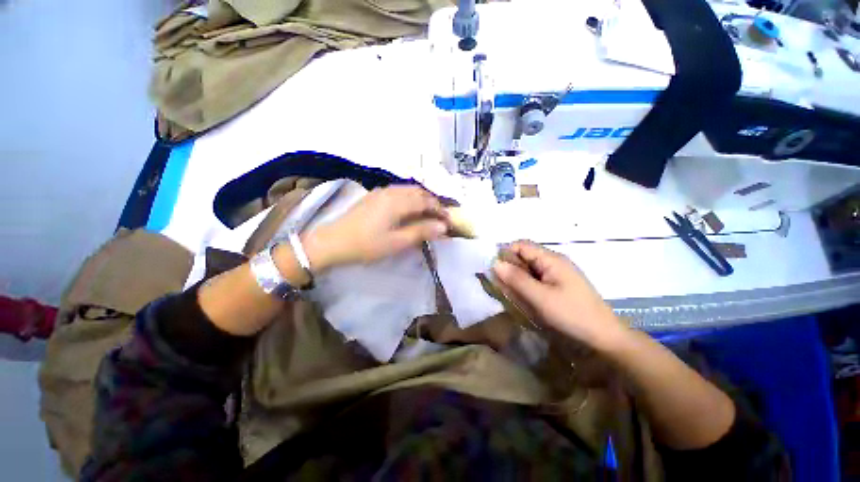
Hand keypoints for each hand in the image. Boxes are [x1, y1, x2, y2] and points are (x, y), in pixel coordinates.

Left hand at [304, 185, 449, 269]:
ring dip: (422, 200)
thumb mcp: (397, 242)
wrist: (332, 242)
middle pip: (419, 192)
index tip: (450, 221)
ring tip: (428, 214)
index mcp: (398, 201)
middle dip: (433, 203)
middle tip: (440, 218)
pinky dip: (410, 199)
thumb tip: (443, 227)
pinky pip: (399, 192)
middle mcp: (391, 191)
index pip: (427, 201)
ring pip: (409, 190)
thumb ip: (421, 232)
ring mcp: (381, 192)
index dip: (441, 210)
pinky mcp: (374, 196)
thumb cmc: (367, 245)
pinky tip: (409, 210)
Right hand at [492, 240, 626, 350]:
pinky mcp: (558, 285)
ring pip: (528, 269)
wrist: (604, 337)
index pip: (521, 245)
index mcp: (551, 259)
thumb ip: (516, 279)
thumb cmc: (572, 315)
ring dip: (517, 279)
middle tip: (503, 287)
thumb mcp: (540, 297)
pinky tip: (525, 299)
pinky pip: (536, 279)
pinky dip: (526, 286)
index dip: (506, 254)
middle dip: (510, 269)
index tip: (496, 272)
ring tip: (514, 296)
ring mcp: (556, 273)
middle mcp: (553, 262)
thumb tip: (495, 262)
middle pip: (524, 256)